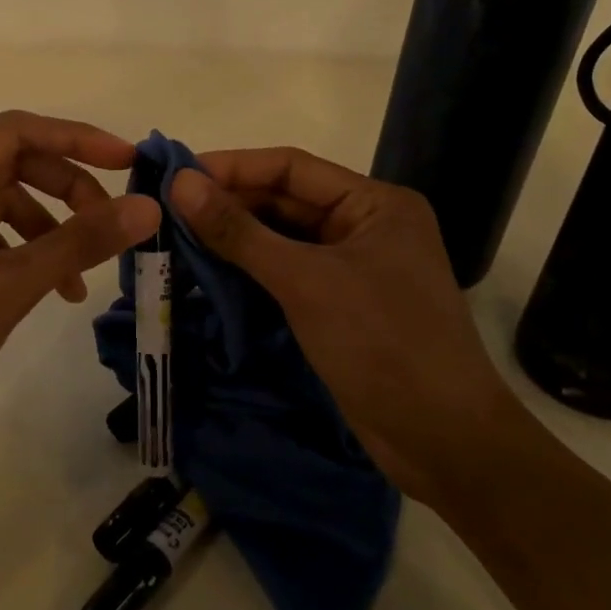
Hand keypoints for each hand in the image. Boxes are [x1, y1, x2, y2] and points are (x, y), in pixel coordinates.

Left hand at [0, 111, 160, 457]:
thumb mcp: (5, 289)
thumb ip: (78, 242)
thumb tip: (147, 207)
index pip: (14, 132)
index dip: (77, 139)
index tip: (129, 161)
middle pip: (6, 166)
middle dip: (64, 193)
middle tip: (109, 225)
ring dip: (41, 231)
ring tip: (76, 281)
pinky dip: (12, 254)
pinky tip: (38, 289)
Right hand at [170, 148, 525, 507]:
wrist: (444, 442)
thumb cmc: (382, 344)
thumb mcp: (306, 282)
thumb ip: (240, 233)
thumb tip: (181, 184)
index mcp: (375, 203)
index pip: (291, 168)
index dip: (232, 167)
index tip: (176, 174)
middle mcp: (365, 226)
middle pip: (285, 201)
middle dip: (228, 204)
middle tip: (166, 209)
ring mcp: (353, 268)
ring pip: (282, 240)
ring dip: (234, 239)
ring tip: (176, 237)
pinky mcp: (340, 306)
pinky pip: (286, 274)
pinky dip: (249, 272)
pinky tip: (207, 274)